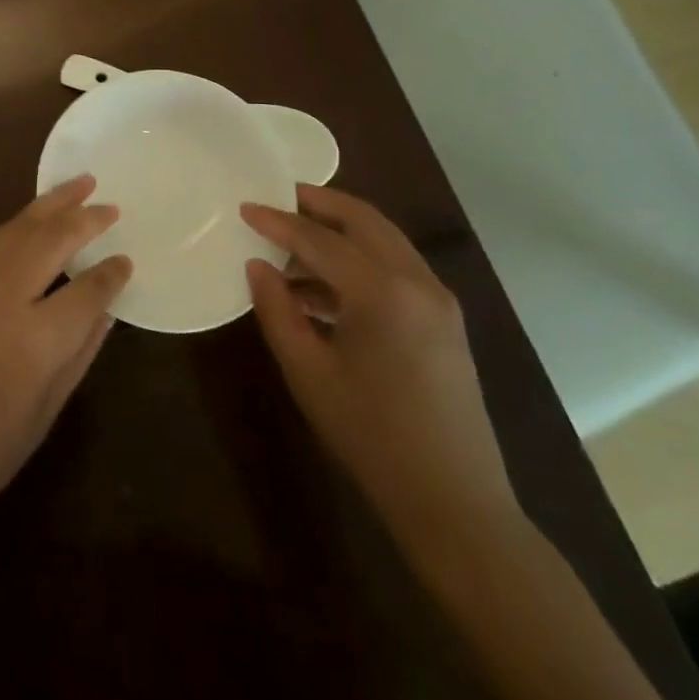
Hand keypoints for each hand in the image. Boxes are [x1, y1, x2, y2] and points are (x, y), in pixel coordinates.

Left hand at [0, 176, 132, 541]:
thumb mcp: (45, 412)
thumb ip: (79, 352)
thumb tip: (104, 310)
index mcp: (36, 338)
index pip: (88, 288)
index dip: (112, 272)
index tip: (126, 259)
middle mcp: (2, 296)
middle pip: (51, 239)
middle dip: (84, 217)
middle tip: (109, 203)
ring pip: (15, 229)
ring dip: (49, 205)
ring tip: (77, 186)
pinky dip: (14, 228)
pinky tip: (28, 224)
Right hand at [243, 185, 516, 538]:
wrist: (453, 501)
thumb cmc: (370, 435)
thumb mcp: (308, 372)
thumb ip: (278, 310)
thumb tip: (258, 266)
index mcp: (383, 291)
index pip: (319, 239)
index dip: (277, 221)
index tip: (245, 207)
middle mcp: (417, 281)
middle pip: (363, 220)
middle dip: (320, 204)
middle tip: (280, 198)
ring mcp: (438, 299)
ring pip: (384, 240)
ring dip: (341, 232)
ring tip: (294, 245)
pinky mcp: (445, 320)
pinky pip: (396, 268)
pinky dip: (360, 261)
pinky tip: (324, 287)